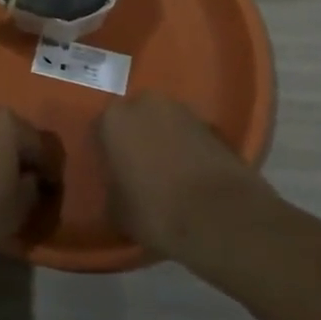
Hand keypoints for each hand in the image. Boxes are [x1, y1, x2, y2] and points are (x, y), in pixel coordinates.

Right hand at [94, 93, 273, 263]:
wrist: (219, 216)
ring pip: (164, 123)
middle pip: (134, 119)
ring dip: (164, 140)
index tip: (112, 173)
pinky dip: (189, 149)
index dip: (107, 152)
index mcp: (113, 119)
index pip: (100, 130)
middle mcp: (145, 103)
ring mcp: (182, 110)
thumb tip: (118, 190)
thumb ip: (113, 191)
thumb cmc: (156, 211)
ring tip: (169, 174)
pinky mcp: (212, 124)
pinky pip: (189, 135)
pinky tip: (192, 176)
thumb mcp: (118, 212)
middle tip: (140, 170)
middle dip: (136, 138)